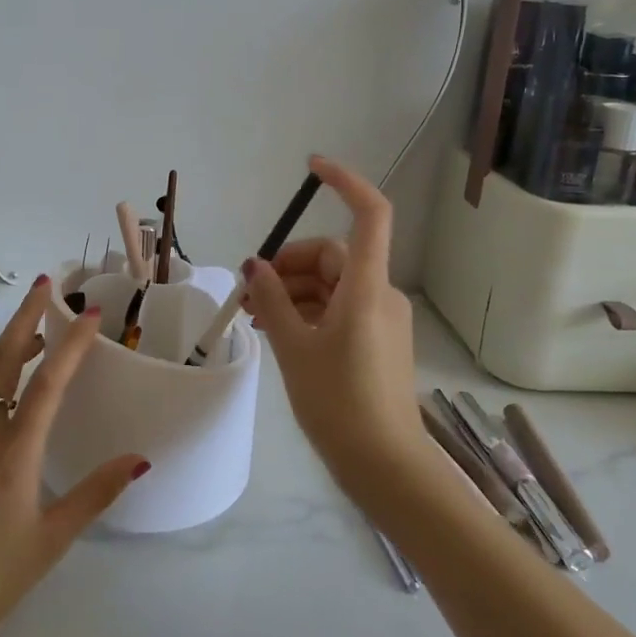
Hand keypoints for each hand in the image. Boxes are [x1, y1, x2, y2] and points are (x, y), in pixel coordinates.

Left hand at [0, 278, 148, 636]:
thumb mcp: (53, 539)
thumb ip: (96, 493)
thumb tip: (140, 459)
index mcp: (12, 453)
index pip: (47, 383)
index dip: (71, 344)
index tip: (89, 312)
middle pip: (3, 360)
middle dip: (26, 317)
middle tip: (45, 284)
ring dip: (8, 349)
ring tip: (35, 335)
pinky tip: (2, 400)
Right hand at [242, 156, 422, 487]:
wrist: (386, 468)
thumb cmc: (339, 404)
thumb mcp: (294, 348)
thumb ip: (272, 301)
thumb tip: (254, 266)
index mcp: (366, 287)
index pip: (369, 214)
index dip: (345, 182)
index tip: (311, 168)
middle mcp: (380, 294)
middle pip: (333, 256)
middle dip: (288, 265)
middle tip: (249, 290)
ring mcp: (381, 318)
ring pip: (332, 284)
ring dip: (292, 291)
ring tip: (253, 315)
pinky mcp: (377, 341)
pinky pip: (338, 309)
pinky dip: (307, 311)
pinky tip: (277, 330)